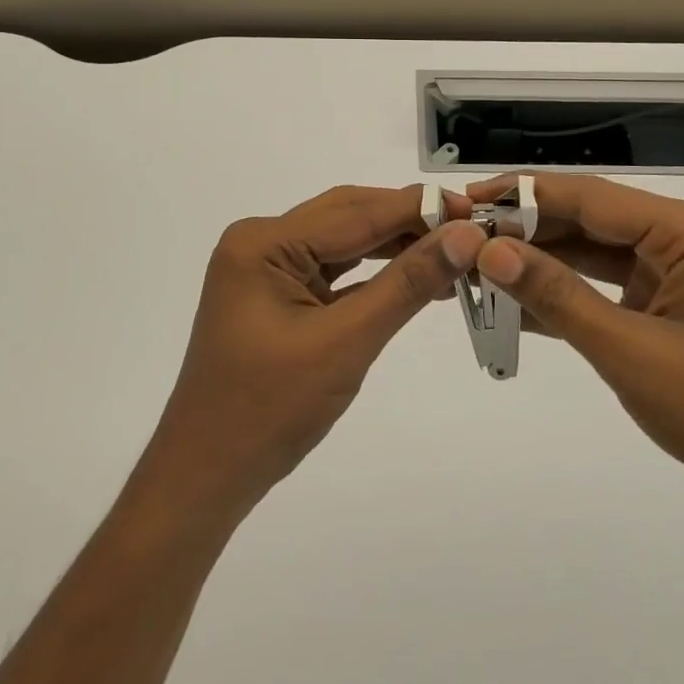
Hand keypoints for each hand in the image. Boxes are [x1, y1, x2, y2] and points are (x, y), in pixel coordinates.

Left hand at [137, 185, 483, 523]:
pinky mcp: (275, 294)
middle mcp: (260, 242)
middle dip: (408, 221)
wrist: (208, 475)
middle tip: (470, 229)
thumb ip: (406, 284)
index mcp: (263, 242)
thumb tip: (465, 237)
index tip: (476, 210)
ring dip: (394, 246)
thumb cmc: (270, 410)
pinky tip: (412, 275)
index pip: (355, 213)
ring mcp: (265, 268)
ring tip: (452, 252)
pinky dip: (372, 273)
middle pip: (347, 217)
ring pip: (342, 241)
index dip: (418, 209)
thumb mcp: (346, 341)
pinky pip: (332, 270)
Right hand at [469, 173, 683, 527]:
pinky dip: (565, 293)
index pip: (590, 197)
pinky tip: (514, 301)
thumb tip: (489, 250)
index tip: (466, 198)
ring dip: (541, 260)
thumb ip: (557, 296)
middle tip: (463, 237)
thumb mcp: (630, 352)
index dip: (523, 195)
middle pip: (590, 219)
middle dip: (527, 229)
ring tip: (478, 264)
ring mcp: (678, 270)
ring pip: (593, 251)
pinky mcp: (670, 300)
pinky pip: (606, 284)